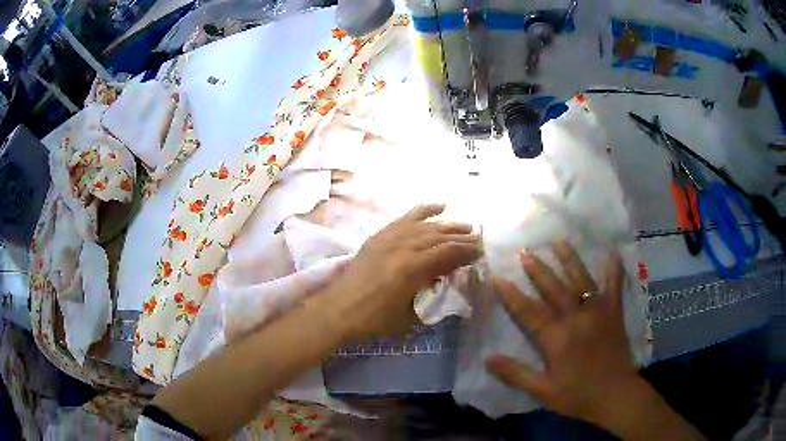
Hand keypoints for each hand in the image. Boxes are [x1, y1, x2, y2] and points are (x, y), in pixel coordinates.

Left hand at [328, 204, 481, 335]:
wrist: (339, 309)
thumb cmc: (375, 319)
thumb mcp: (410, 315)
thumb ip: (430, 295)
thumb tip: (444, 281)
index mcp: (412, 269)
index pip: (448, 254)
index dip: (467, 252)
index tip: (481, 252)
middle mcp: (403, 247)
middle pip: (439, 237)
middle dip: (462, 238)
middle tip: (478, 240)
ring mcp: (390, 238)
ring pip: (425, 226)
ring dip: (447, 225)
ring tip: (465, 227)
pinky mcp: (380, 236)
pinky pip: (404, 219)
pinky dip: (422, 211)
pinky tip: (438, 206)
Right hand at [486, 242, 638, 424]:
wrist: (616, 395)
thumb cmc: (578, 395)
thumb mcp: (543, 391)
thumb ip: (515, 374)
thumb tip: (488, 358)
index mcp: (557, 338)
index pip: (529, 312)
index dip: (511, 295)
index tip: (497, 277)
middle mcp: (577, 318)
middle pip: (554, 289)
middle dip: (538, 269)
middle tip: (525, 250)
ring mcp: (598, 312)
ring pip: (581, 280)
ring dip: (569, 260)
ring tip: (558, 241)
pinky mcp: (615, 313)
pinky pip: (615, 286)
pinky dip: (614, 269)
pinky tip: (613, 252)